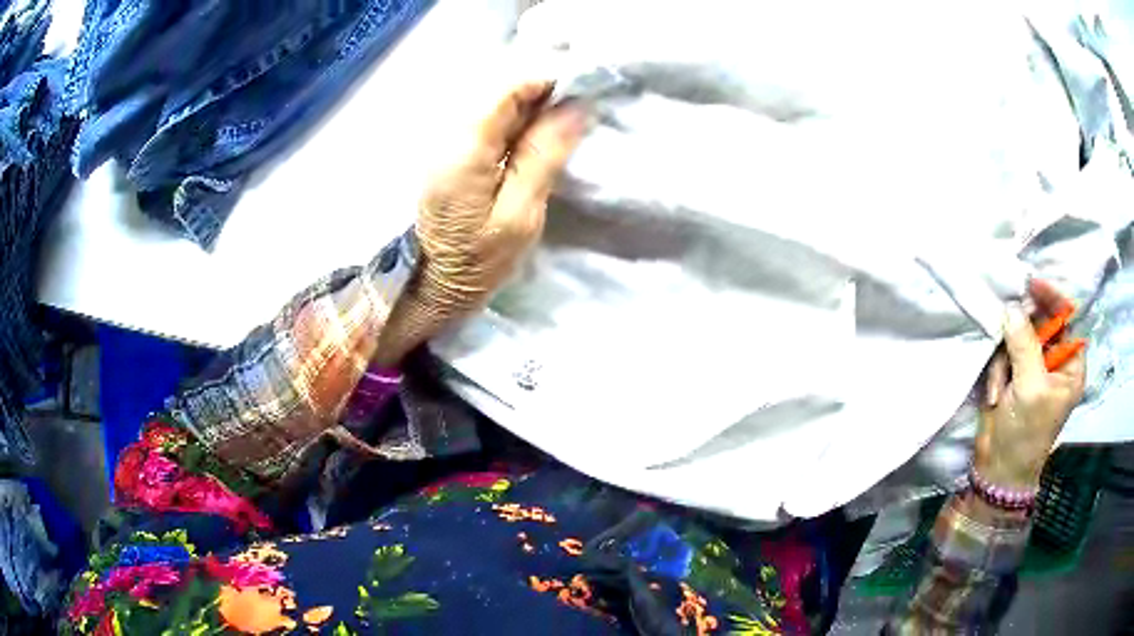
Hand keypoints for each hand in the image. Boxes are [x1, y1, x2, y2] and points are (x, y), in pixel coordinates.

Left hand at [415, 81, 588, 315]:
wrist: (435, 284)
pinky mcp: (451, 155)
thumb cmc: (480, 260)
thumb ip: (543, 156)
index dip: (545, 83)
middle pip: (498, 95)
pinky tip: (533, 143)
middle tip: (575, 116)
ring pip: (495, 108)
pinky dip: (515, 127)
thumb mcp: (521, 214)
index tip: (579, 93)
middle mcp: (450, 136)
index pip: (506, 91)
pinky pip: (488, 126)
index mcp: (466, 149)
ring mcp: (446, 144)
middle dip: (540, 97)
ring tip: (558, 131)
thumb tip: (574, 108)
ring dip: (530, 112)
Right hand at [976, 280, 1086, 489]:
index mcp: (1070, 366)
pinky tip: (996, 393)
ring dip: (1005, 358)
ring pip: (1018, 336)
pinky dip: (998, 370)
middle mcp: (1055, 361)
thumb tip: (1012, 307)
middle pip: (1040, 324)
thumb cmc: (1024, 434)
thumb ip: (1024, 345)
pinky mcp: (1014, 374)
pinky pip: (1004, 352)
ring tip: (1001, 388)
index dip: (1052, 299)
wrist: (997, 470)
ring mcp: (1033, 367)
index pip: (1067, 318)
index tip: (1031, 283)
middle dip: (1021, 334)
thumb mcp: (1030, 389)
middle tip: (1007, 335)